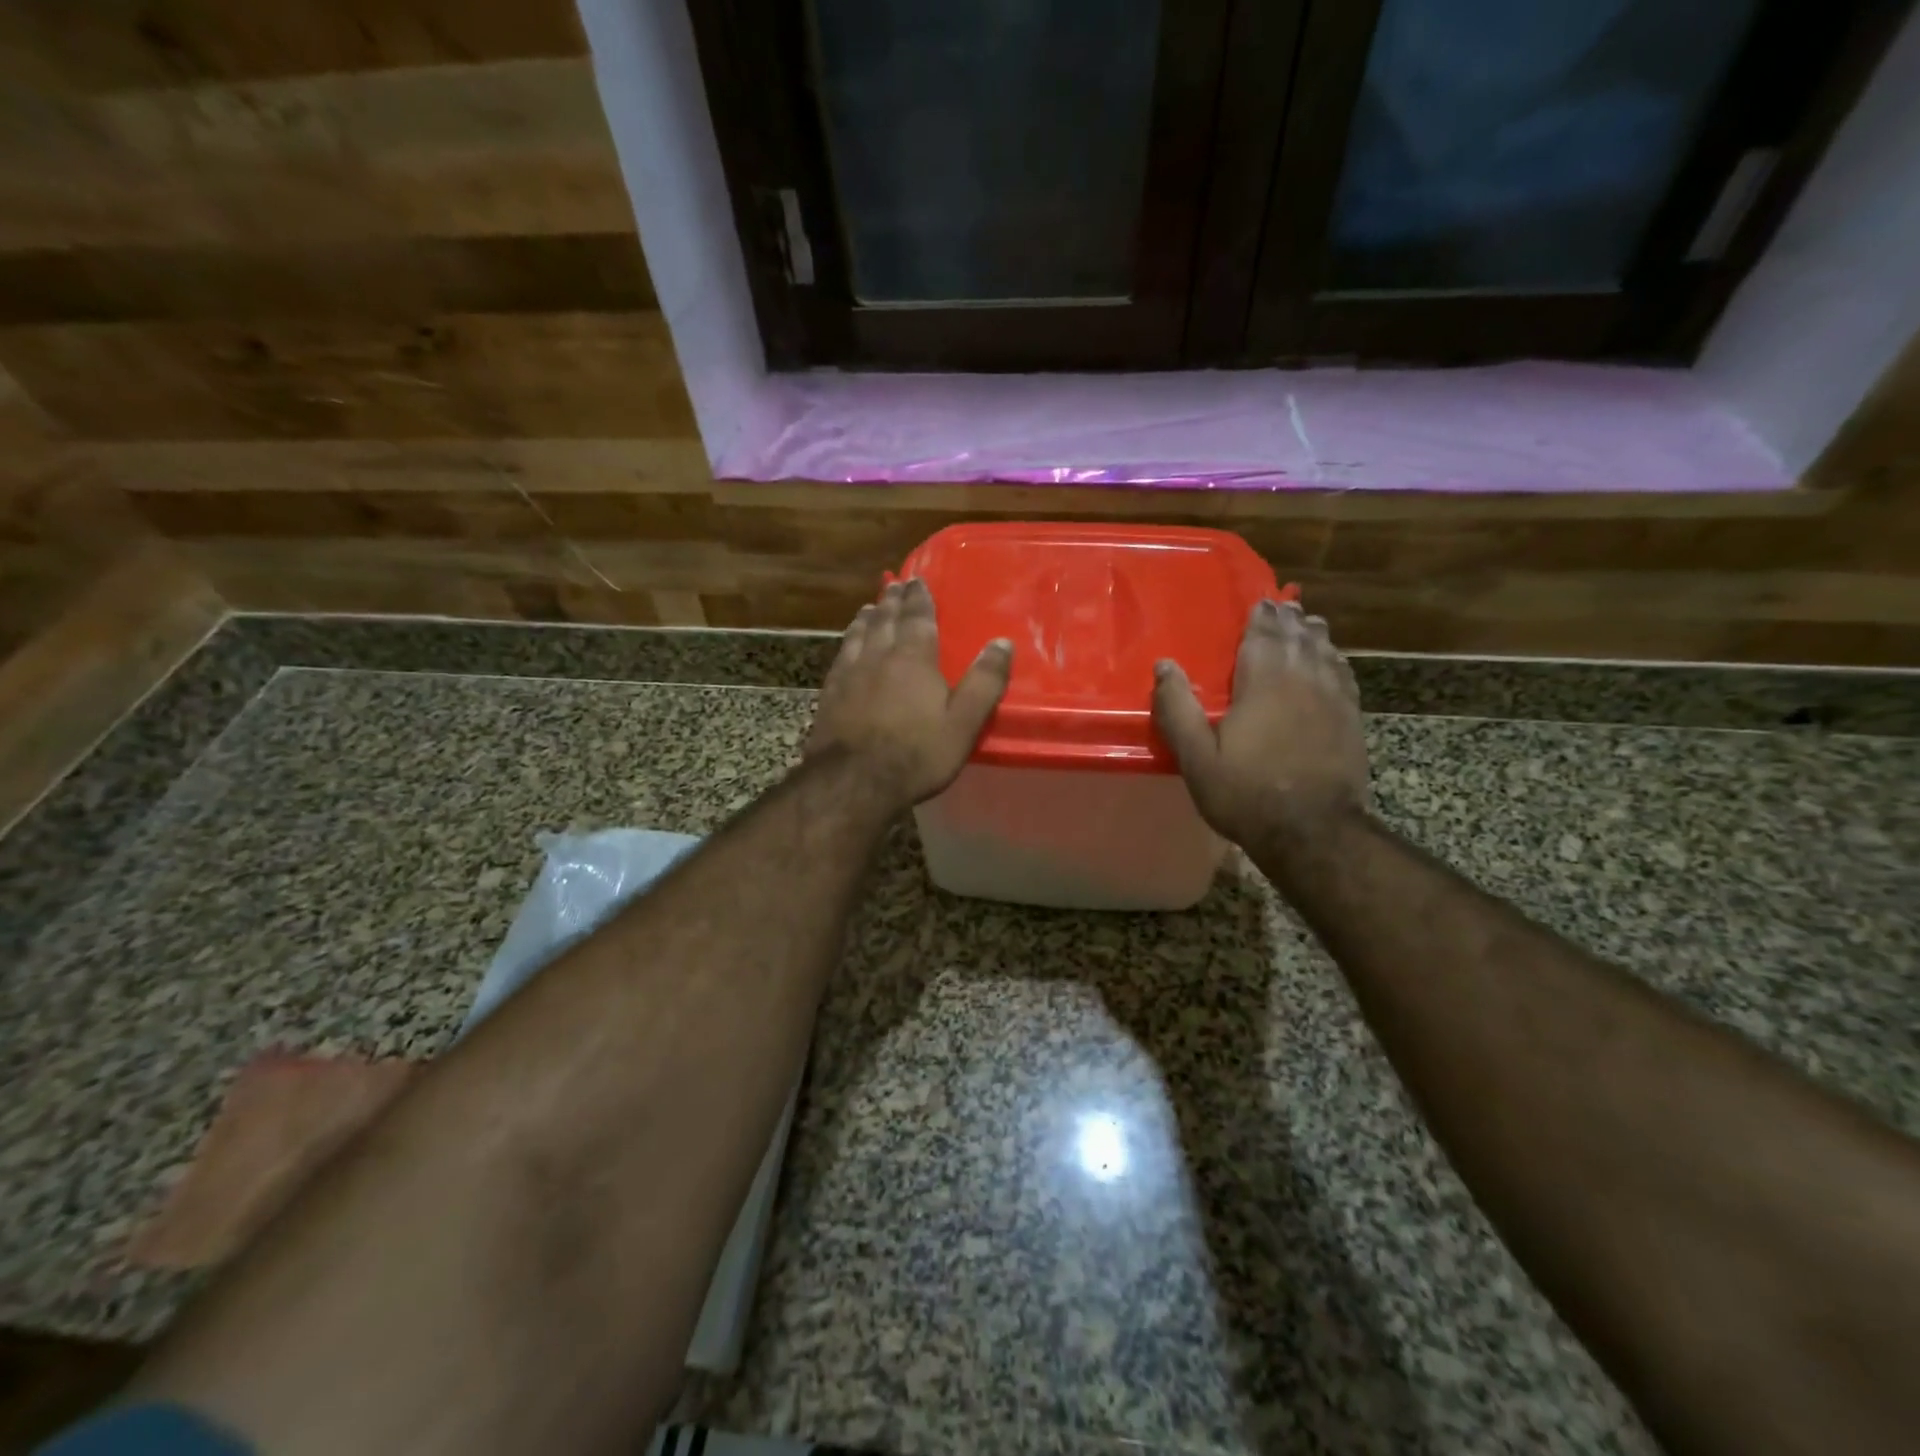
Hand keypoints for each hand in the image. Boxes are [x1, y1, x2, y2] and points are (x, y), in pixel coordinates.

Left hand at [805, 578, 1012, 812]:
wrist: (853, 782)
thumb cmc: (916, 754)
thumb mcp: (963, 723)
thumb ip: (984, 683)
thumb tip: (1002, 643)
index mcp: (913, 659)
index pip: (917, 618)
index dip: (918, 598)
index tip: (917, 580)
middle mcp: (878, 657)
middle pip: (885, 620)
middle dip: (892, 601)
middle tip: (894, 584)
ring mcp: (849, 674)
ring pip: (859, 635)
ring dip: (867, 618)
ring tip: (870, 607)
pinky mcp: (830, 694)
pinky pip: (841, 657)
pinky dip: (847, 642)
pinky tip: (847, 647)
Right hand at [1152, 598, 1368, 846]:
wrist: (1313, 831)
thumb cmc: (1247, 793)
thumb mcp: (1197, 758)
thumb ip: (1178, 709)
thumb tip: (1164, 665)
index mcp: (1263, 681)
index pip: (1264, 634)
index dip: (1262, 616)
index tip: (1260, 601)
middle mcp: (1303, 678)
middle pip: (1298, 636)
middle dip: (1289, 619)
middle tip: (1282, 606)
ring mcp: (1333, 697)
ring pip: (1325, 651)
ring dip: (1314, 634)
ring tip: (1308, 623)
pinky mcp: (1351, 718)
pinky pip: (1344, 675)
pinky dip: (1335, 659)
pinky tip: (1333, 660)